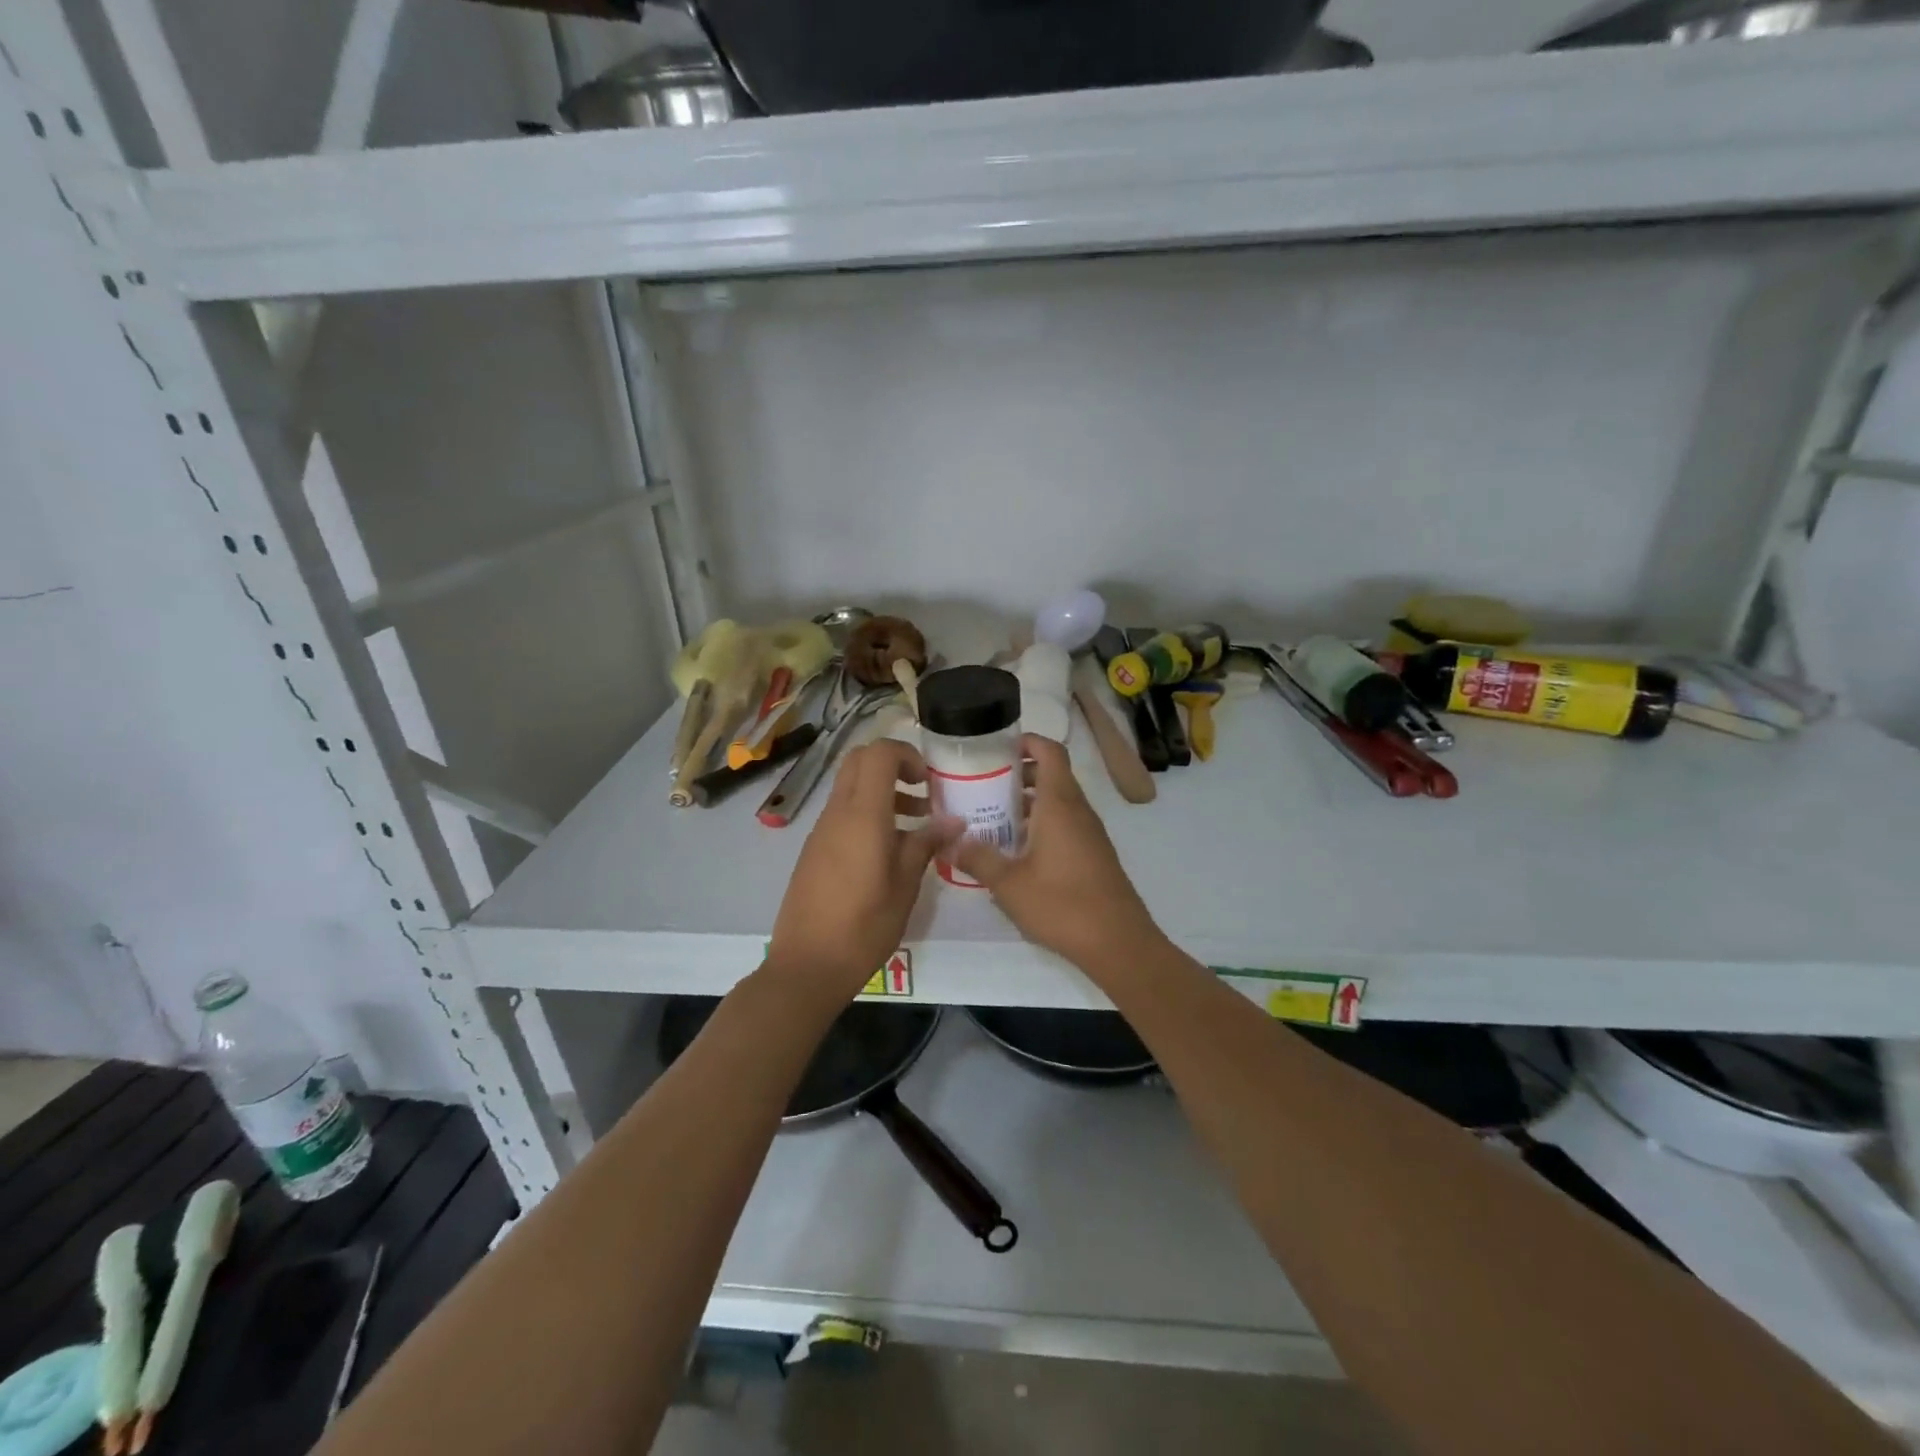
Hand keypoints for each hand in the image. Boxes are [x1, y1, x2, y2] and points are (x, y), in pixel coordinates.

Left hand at [766, 739, 959, 1003]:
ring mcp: (821, 831)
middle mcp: (837, 813)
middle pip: (859, 761)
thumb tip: (954, 821)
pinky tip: (891, 851)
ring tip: (918, 824)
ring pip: (851, 788)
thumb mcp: (905, 886)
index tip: (929, 780)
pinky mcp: (815, 850)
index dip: (907, 755)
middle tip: (923, 791)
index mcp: (862, 815)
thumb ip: (926, 845)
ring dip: (883, 792)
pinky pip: (843, 814)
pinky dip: (868, 814)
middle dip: (893, 765)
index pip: (878, 753)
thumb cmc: (864, 926)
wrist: (807, 966)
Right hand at [952, 734, 1161, 969]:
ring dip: (1028, 802)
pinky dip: (1041, 824)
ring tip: (992, 816)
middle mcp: (1078, 811)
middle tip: (983, 785)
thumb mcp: (1009, 883)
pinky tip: (1017, 850)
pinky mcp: (1094, 855)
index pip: (1050, 752)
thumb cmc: (1062, 904)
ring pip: (1058, 802)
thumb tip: (950, 841)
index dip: (1027, 741)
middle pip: (1052, 775)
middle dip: (1018, 775)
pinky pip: (1065, 824)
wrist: (1118, 942)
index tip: (998, 748)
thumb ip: (978, 858)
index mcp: (1059, 804)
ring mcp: (1090, 833)